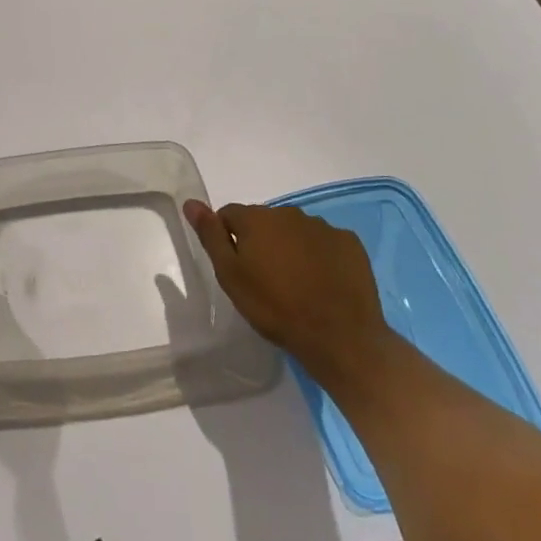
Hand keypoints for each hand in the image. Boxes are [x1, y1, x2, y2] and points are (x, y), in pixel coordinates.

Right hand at [184, 199, 392, 394]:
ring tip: (296, 283)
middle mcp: (289, 212)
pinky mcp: (349, 243)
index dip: (228, 238)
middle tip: (265, 278)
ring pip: (295, 231)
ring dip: (290, 247)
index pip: (229, 214)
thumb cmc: (275, 307)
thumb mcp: (231, 276)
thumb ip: (211, 236)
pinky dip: (320, 255)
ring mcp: (323, 227)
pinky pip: (325, 243)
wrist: (340, 337)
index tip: (236, 266)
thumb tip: (191, 203)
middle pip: (264, 221)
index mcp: (256, 218)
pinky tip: (323, 282)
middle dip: (261, 241)